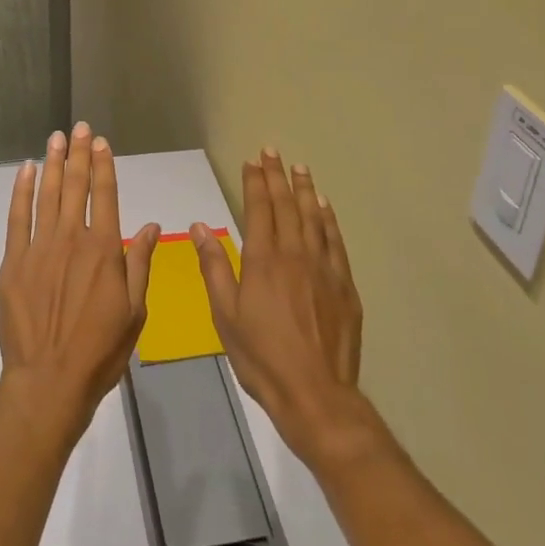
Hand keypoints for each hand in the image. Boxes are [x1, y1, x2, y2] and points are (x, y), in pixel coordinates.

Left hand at [0, 123, 159, 446]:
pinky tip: (25, 170)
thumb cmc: (100, 351)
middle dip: (78, 154)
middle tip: (78, 127)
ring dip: (52, 163)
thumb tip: (150, 226)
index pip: (106, 195)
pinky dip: (21, 190)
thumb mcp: (135, 312)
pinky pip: (17, 217)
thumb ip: (140, 264)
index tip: (101, 142)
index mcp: (104, 250)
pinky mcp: (14, 261)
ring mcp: (39, 247)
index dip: (103, 165)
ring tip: (55, 138)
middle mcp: (72, 239)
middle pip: (75, 186)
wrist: (49, 381)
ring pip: (47, 194)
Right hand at [192, 148, 368, 467]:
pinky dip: (329, 219)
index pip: (259, 208)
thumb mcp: (225, 314)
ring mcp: (323, 268)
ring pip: (313, 218)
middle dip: (278, 176)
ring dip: (305, 190)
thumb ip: (213, 266)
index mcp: (263, 259)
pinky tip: (324, 207)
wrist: (315, 393)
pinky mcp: (344, 286)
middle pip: (286, 206)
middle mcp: (295, 254)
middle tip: (273, 151)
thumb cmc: (261, 356)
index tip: (253, 160)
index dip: (255, 182)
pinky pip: (335, 241)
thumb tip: (200, 225)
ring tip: (300, 168)